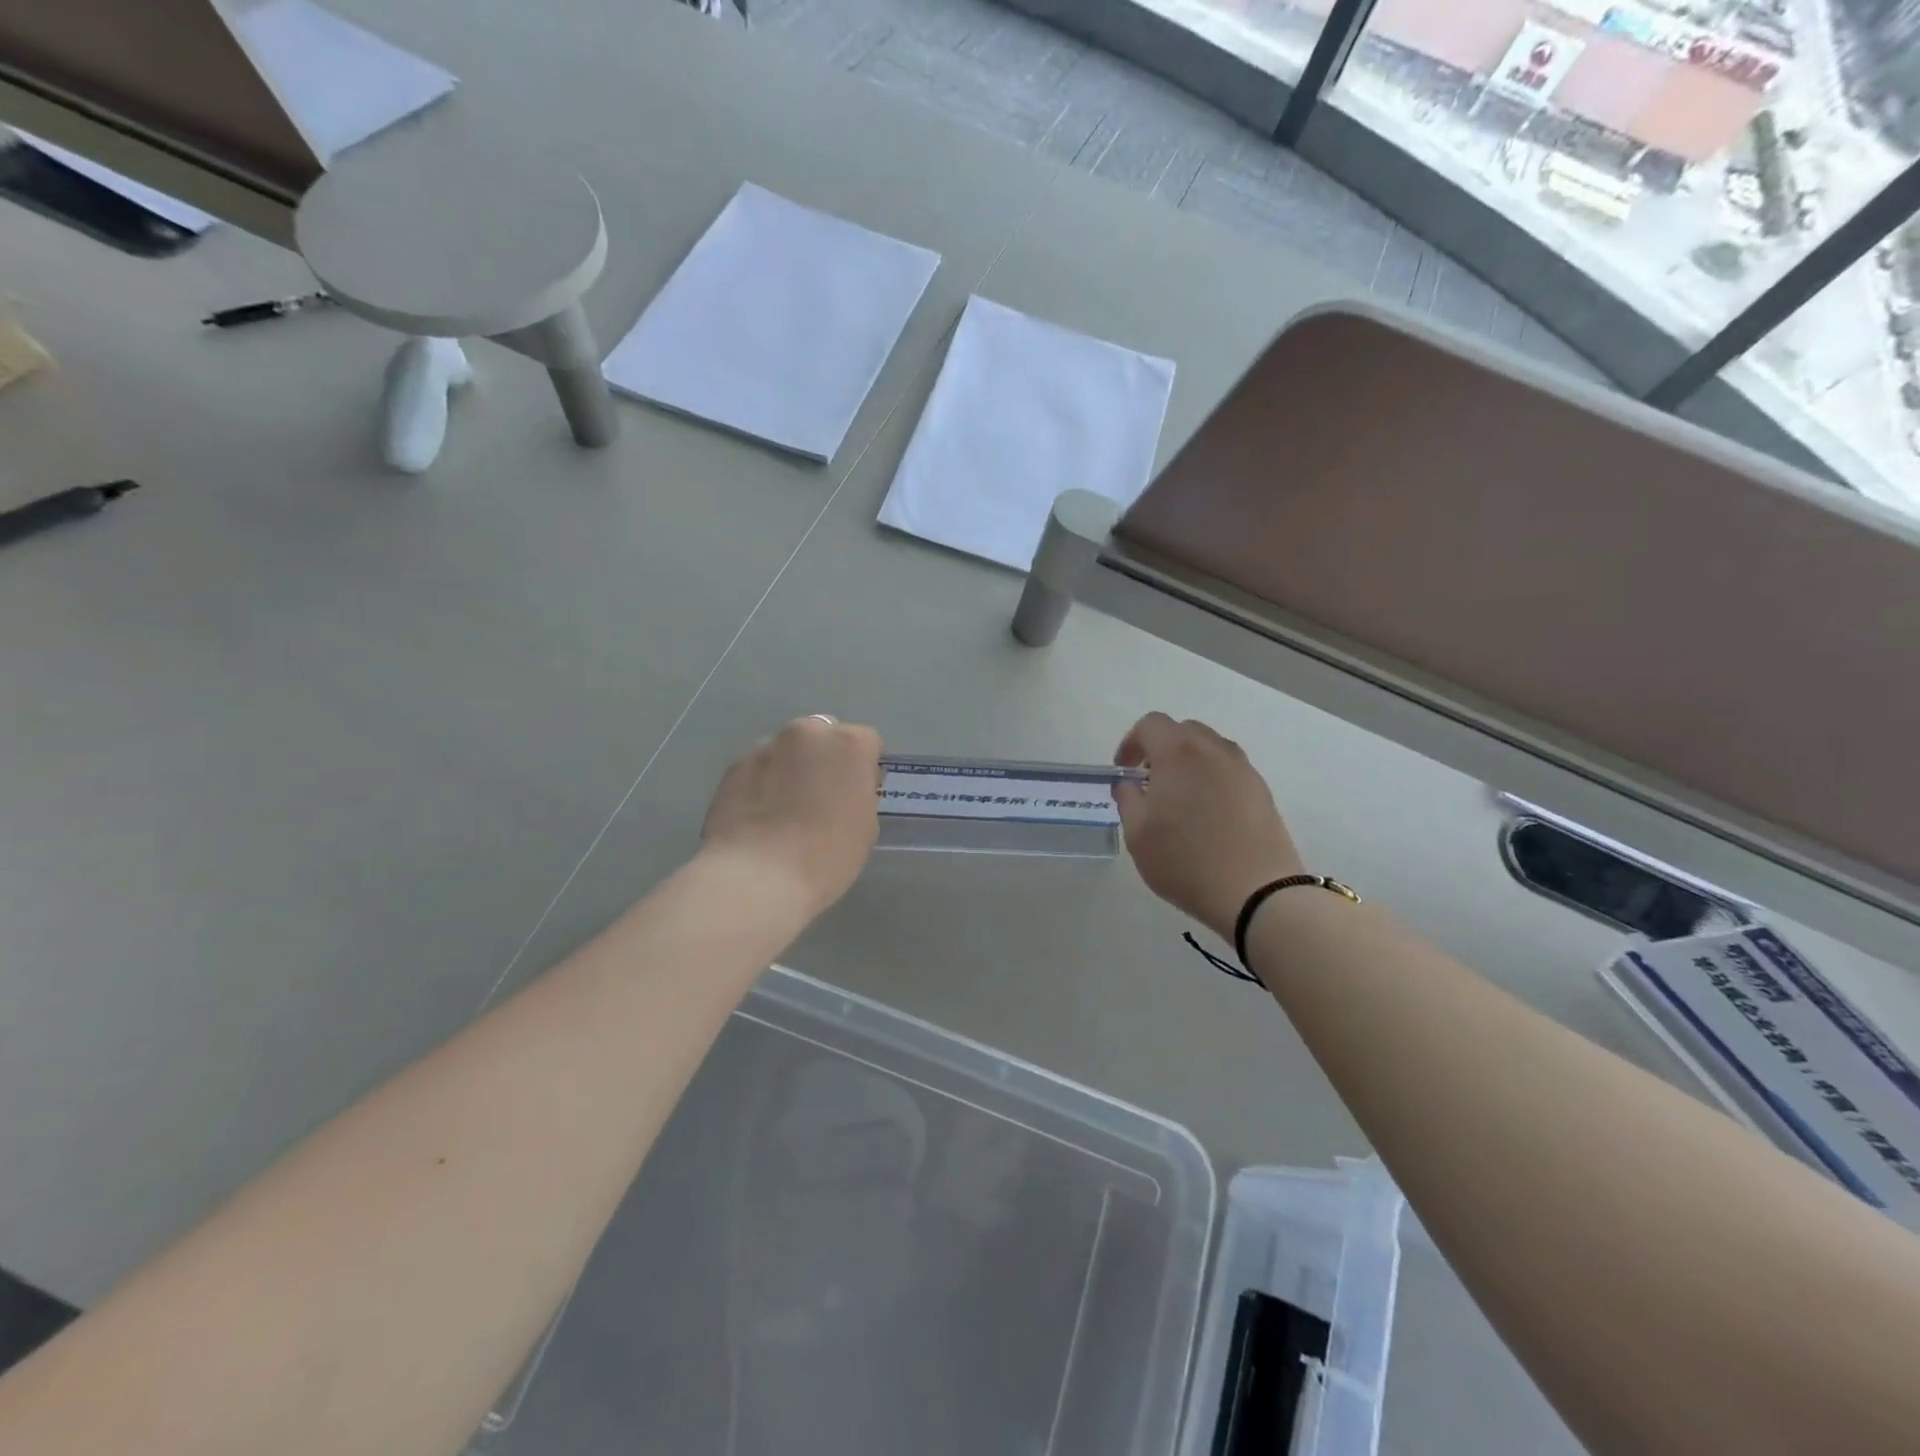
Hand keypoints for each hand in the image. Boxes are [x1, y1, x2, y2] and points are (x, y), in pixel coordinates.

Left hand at [701, 717, 882, 914]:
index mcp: (848, 744)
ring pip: (788, 750)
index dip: (864, 768)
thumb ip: (860, 794)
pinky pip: (759, 769)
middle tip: (823, 797)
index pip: (867, 742)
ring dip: (792, 768)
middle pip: (824, 735)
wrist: (756, 877)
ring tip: (785, 810)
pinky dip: (764, 783)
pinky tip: (760, 817)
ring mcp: (765, 746)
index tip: (859, 794)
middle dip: (826, 758)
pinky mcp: (734, 766)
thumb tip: (846, 787)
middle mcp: (807, 733)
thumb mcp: (865, 827)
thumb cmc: (826, 855)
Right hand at [1113, 713, 1303, 939]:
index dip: (1131, 743)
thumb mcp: (1137, 834)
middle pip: (1183, 730)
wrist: (1256, 892)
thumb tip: (1129, 784)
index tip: (1124, 771)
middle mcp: (1213, 750)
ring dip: (1189, 762)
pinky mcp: (1262, 790)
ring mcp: (1243, 769)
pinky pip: (1230, 770)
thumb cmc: (1185, 861)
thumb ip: (1127, 799)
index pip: (1151, 725)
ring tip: (1180, 798)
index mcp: (1178, 753)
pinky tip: (1208, 814)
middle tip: (1150, 782)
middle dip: (1161, 749)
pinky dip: (1212, 778)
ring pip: (1210, 748)